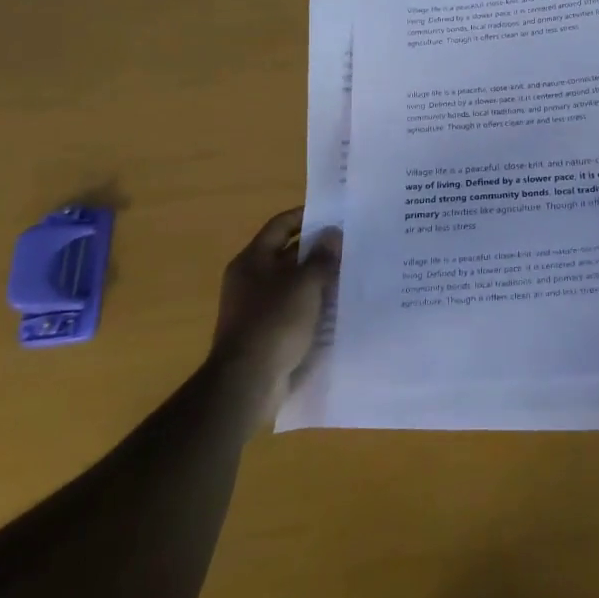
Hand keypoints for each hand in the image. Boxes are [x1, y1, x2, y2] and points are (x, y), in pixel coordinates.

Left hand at [208, 207, 338, 416]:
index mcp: (252, 260)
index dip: (305, 216)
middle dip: (317, 250)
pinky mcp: (266, 335)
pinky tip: (338, 308)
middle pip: (287, 255)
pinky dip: (313, 307)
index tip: (334, 214)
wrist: (247, 383)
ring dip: (318, 280)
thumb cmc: (274, 322)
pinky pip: (294, 311)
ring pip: (293, 285)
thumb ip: (321, 257)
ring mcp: (256, 309)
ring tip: (351, 275)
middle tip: (350, 245)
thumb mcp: (304, 284)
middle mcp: (250, 280)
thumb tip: (333, 233)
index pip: (280, 226)